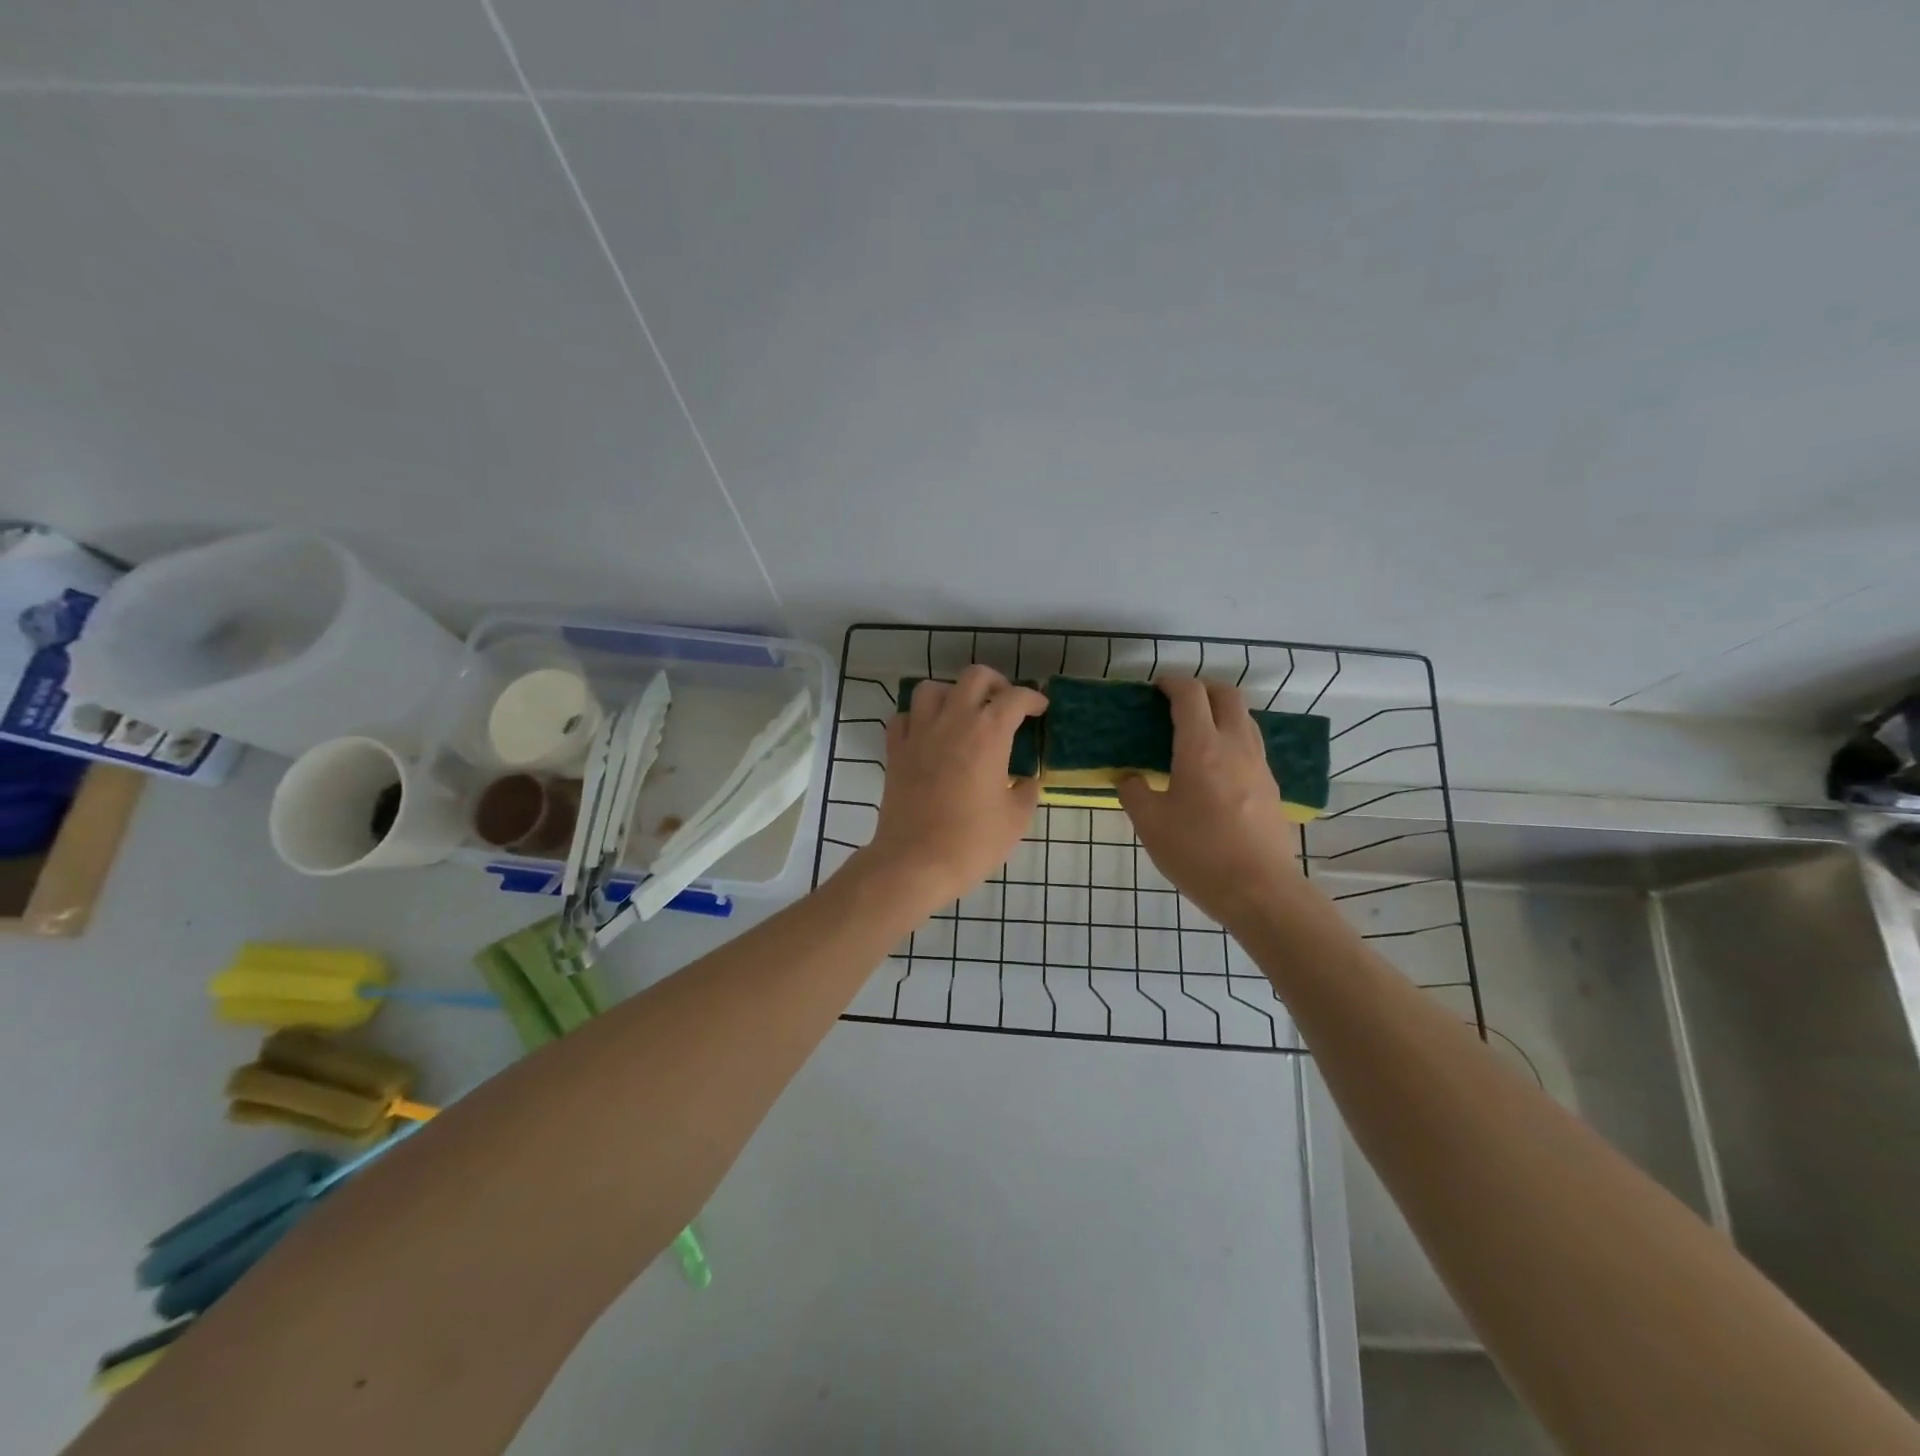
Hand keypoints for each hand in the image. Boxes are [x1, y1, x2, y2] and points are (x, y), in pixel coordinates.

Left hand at [863, 666, 1047, 910]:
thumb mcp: (1016, 819)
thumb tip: (1026, 780)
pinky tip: (929, 734)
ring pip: (931, 688)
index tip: (1040, 709)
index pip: (1015, 698)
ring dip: (951, 694)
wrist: (915, 862)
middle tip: (1004, 703)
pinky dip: (918, 718)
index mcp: (988, 733)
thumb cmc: (972, 841)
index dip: (1032, 699)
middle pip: (974, 677)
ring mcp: (919, 733)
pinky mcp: (895, 750)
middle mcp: (953, 721)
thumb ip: (1026, 791)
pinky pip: (904, 717)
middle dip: (995, 683)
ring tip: (962, 713)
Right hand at [1117, 678, 1303, 930]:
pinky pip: (1252, 745)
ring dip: (1221, 712)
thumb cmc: (1198, 854)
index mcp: (1201, 748)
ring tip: (1197, 732)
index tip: (1156, 689)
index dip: (1173, 683)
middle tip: (1178, 703)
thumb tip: (1129, 778)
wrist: (1259, 891)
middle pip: (1227, 695)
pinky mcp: (1271, 786)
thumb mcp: (1150, 825)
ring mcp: (1259, 765)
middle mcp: (1235, 746)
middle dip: (1202, 689)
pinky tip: (1216, 767)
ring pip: (1245, 718)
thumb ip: (1134, 793)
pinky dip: (1233, 738)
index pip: (1191, 695)